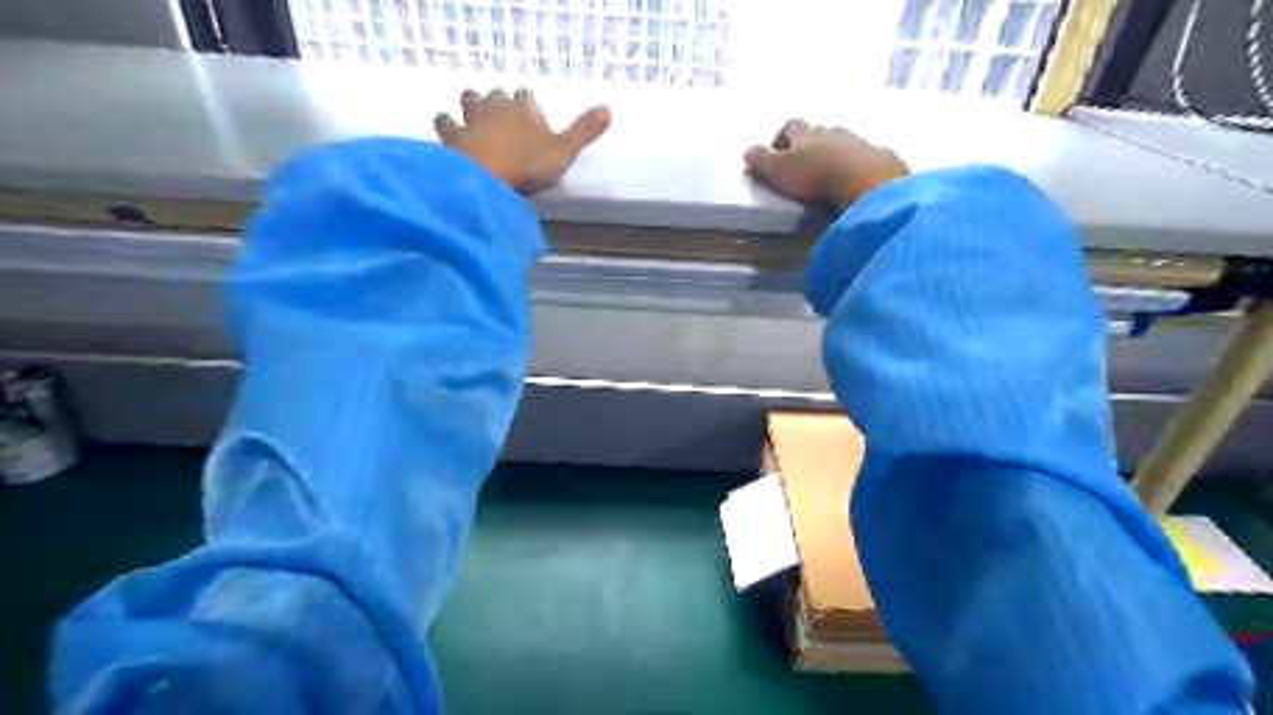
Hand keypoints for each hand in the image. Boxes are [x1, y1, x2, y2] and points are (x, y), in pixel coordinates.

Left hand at [438, 89, 611, 195]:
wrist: (486, 176)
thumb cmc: (528, 164)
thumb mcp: (565, 151)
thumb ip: (584, 131)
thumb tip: (608, 109)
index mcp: (523, 109)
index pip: (525, 96)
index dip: (527, 104)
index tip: (530, 112)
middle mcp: (495, 108)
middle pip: (494, 95)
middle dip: (497, 101)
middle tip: (501, 114)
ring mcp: (470, 121)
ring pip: (468, 102)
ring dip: (470, 107)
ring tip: (473, 118)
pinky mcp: (451, 137)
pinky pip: (444, 124)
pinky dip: (447, 127)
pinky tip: (449, 135)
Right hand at [743, 116, 909, 208]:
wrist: (864, 179)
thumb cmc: (815, 174)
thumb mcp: (779, 170)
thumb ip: (762, 161)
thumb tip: (746, 151)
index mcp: (806, 134)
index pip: (791, 126)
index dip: (782, 136)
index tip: (777, 152)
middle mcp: (832, 133)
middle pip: (820, 132)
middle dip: (812, 144)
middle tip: (805, 163)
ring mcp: (858, 143)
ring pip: (844, 143)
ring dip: (836, 153)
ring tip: (830, 172)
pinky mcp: (879, 159)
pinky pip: (866, 157)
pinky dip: (858, 165)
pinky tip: (856, 179)